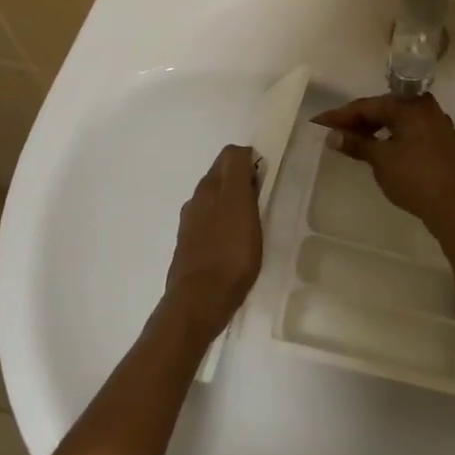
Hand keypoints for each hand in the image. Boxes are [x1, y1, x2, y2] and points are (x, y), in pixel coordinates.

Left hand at [163, 144, 263, 338]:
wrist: (199, 302)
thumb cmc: (229, 252)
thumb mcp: (241, 205)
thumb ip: (239, 173)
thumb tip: (242, 151)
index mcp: (208, 187)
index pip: (229, 155)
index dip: (249, 161)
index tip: (265, 179)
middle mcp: (195, 201)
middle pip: (220, 178)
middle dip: (240, 181)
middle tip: (262, 201)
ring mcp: (190, 226)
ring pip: (214, 202)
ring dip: (231, 204)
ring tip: (251, 224)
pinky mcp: (190, 249)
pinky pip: (210, 225)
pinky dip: (224, 225)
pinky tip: (234, 243)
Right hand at [310, 94, 454, 233]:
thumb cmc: (414, 178)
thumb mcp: (380, 160)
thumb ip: (356, 143)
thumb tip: (332, 135)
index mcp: (411, 105)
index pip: (369, 105)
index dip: (342, 115)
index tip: (320, 122)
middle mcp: (428, 108)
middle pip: (387, 109)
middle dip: (360, 120)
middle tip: (336, 131)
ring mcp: (441, 126)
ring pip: (402, 121)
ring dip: (378, 129)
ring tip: (357, 140)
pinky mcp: (447, 145)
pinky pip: (415, 133)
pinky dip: (397, 138)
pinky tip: (386, 149)